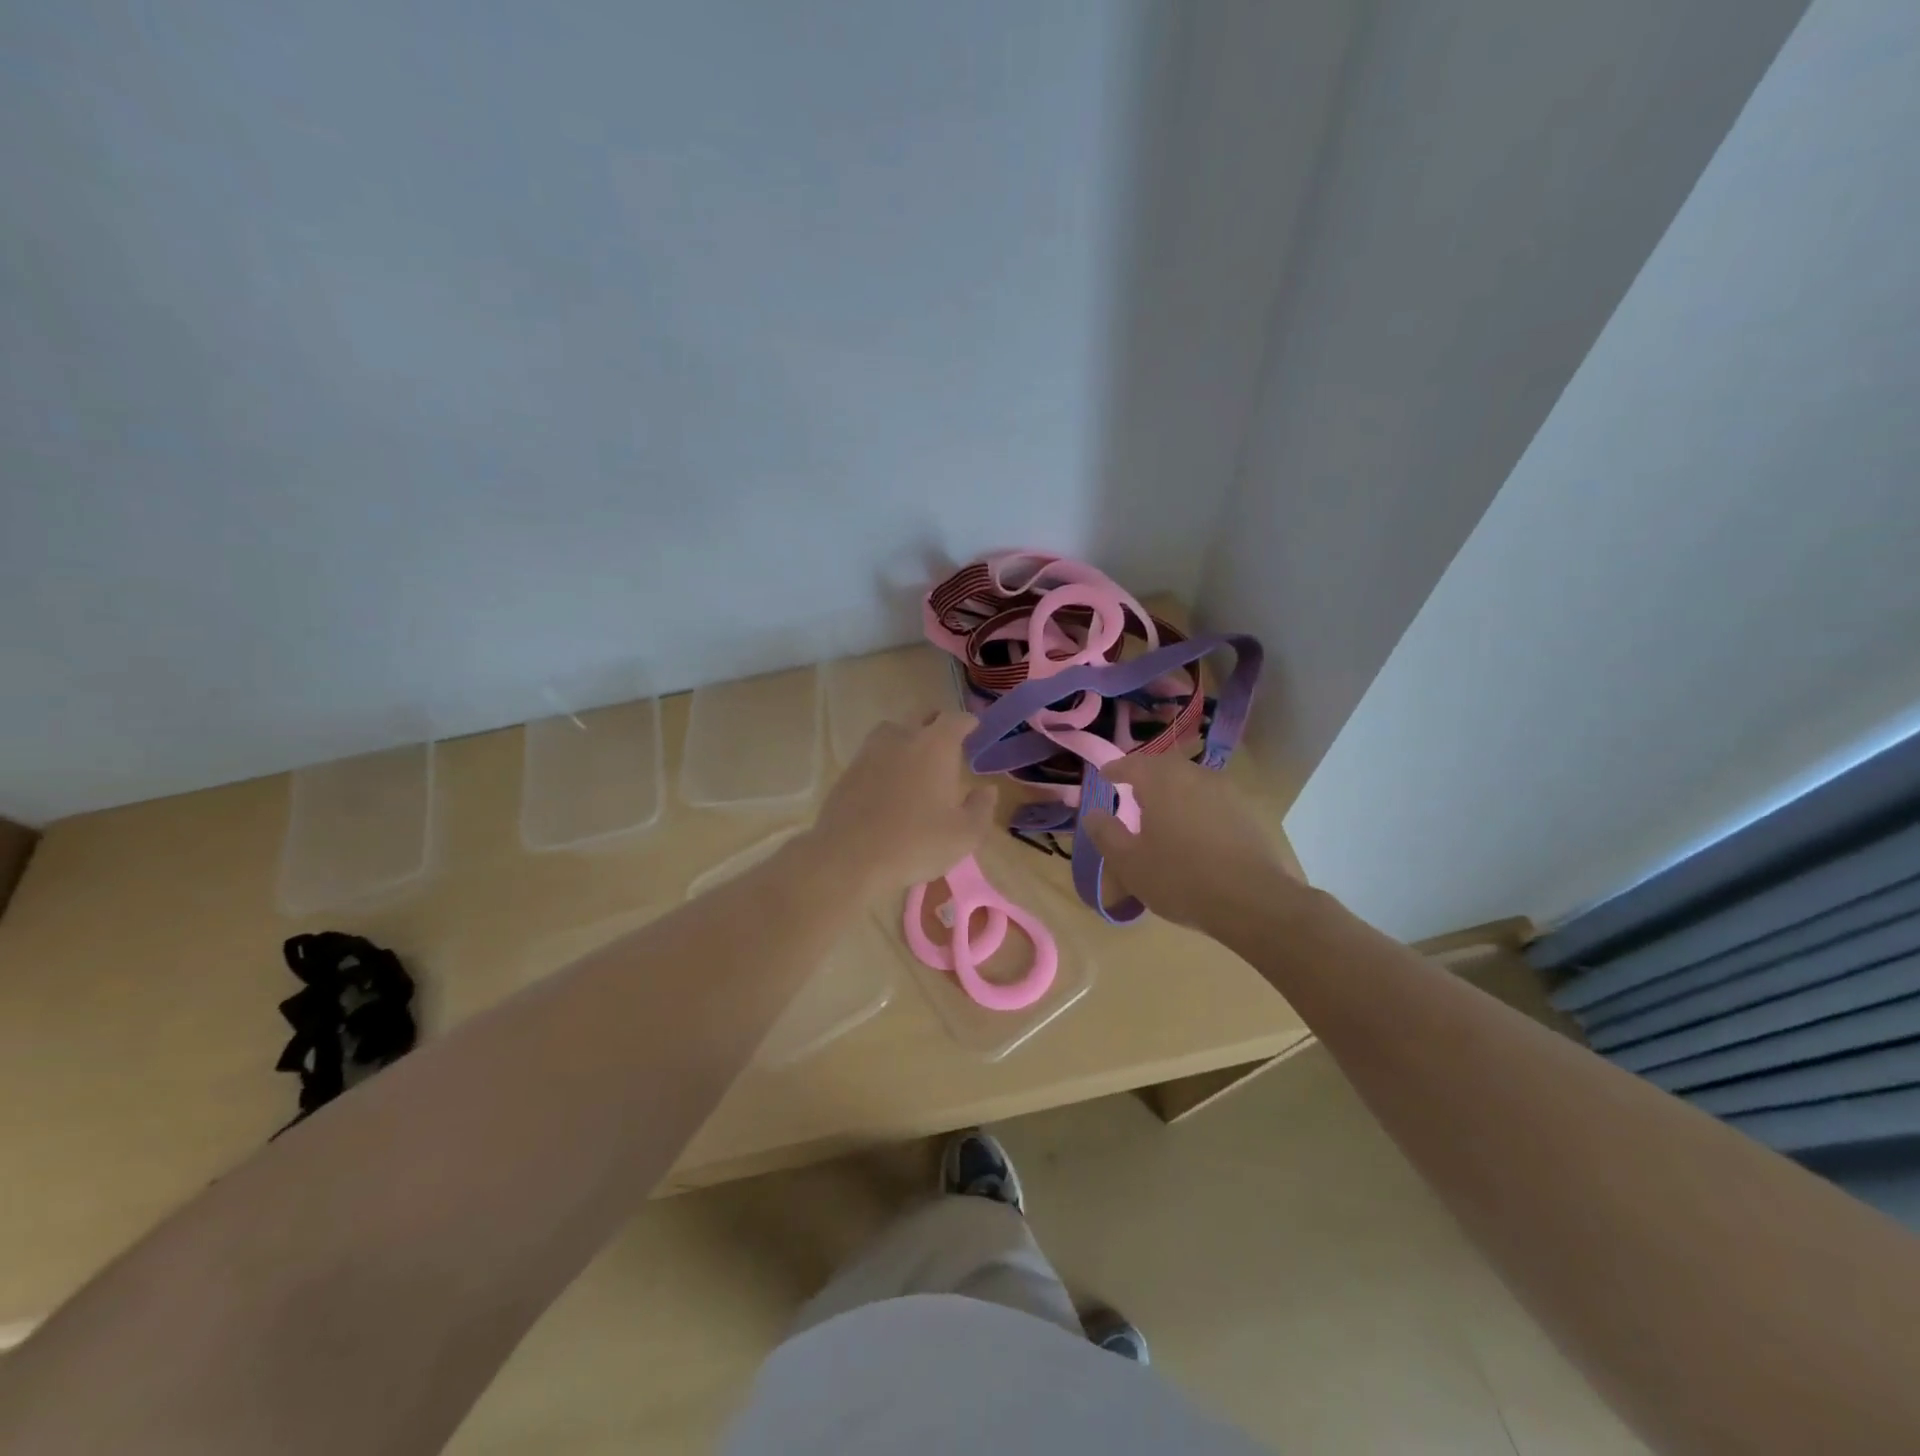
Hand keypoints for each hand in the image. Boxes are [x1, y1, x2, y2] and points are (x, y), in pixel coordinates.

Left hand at [808, 711, 995, 897]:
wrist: (849, 857)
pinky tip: (889, 784)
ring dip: (908, 737)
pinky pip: (873, 753)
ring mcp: (871, 751)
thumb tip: (987, 790)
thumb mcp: (964, 835)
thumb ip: (981, 808)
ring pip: (893, 731)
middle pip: (922, 716)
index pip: (956, 719)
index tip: (975, 729)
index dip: (968, 723)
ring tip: (916, 760)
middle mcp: (903, 737)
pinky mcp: (849, 770)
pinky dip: (886, 760)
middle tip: (948, 743)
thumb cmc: (916, 843)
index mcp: (936, 746)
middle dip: (938, 724)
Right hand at [1081, 755, 1295, 931]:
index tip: (1105, 775)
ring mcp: (1226, 792)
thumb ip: (1105, 833)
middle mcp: (1195, 776)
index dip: (1115, 769)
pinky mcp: (1248, 812)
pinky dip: (1197, 807)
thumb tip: (1092, 813)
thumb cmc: (1179, 878)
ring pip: (1191, 782)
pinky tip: (1195, 831)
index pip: (1132, 764)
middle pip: (1164, 767)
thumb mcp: (1128, 862)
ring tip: (1163, 812)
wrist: (1252, 901)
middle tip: (1132, 792)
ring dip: (1174, 791)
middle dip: (1146, 776)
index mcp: (1162, 781)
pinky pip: (1212, 800)